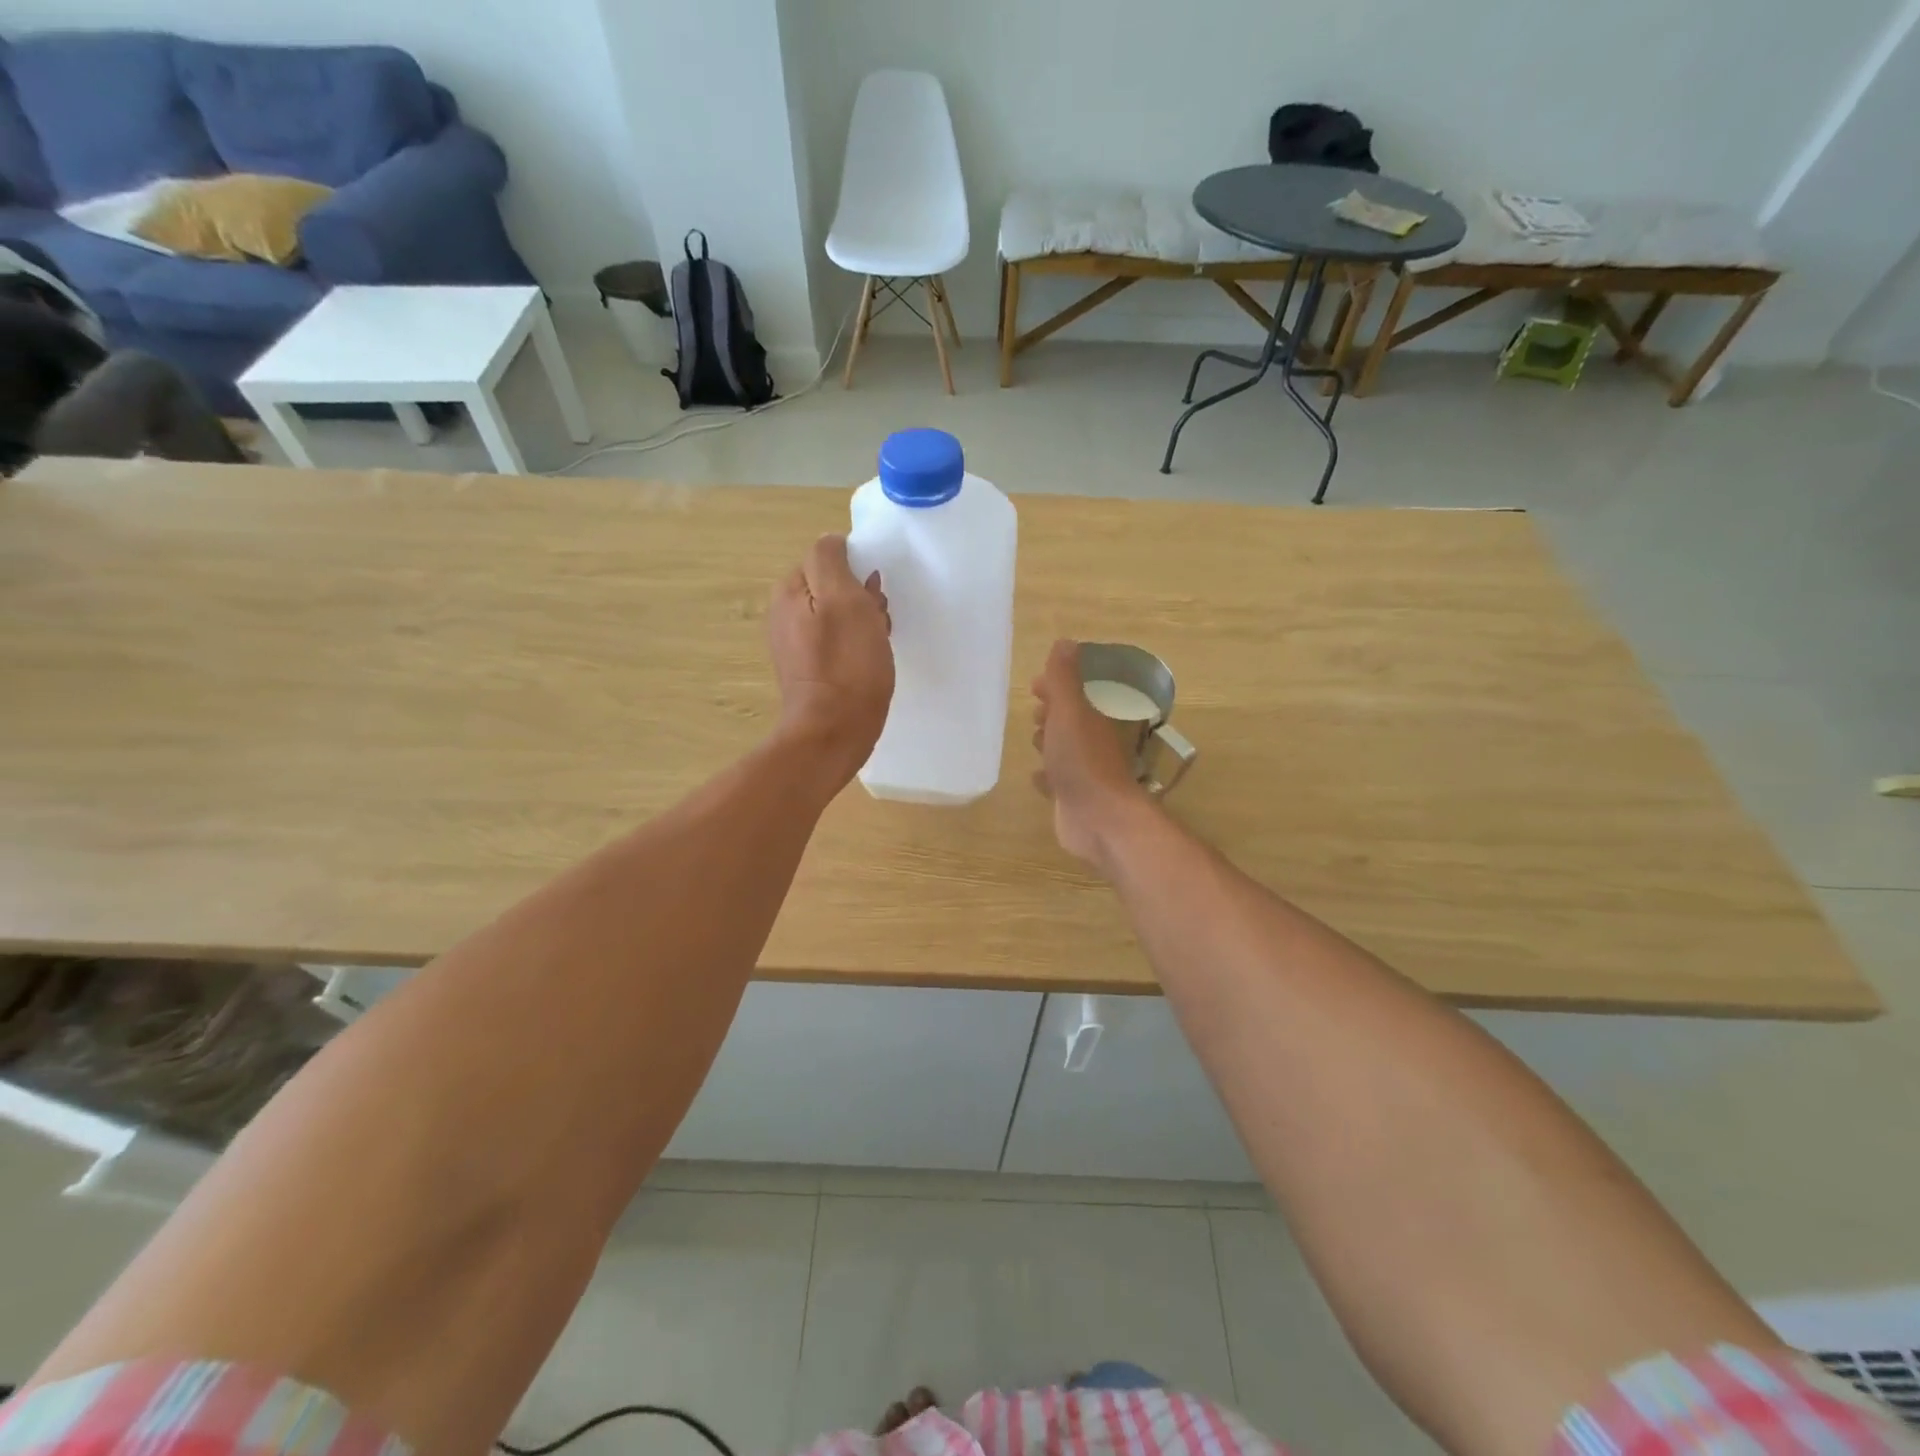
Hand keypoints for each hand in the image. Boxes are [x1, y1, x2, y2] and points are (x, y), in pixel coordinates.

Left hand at [770, 534, 893, 789]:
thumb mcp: (843, 599)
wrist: (834, 732)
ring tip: (879, 645)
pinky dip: (858, 646)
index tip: (873, 596)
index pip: (828, 557)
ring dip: (865, 623)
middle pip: (835, 587)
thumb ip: (832, 561)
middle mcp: (785, 613)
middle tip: (878, 623)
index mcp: (789, 591)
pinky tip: (871, 663)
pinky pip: (839, 642)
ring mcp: (797, 644)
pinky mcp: (811, 670)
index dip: (857, 572)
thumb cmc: (846, 665)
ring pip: (841, 615)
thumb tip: (833, 543)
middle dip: (862, 599)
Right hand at [1031, 639, 1155, 868]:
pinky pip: (1058, 781)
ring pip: (1065, 750)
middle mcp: (1093, 743)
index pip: (1077, 693)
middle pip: (1071, 721)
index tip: (1036, 685)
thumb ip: (1064, 678)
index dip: (1057, 685)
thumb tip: (1065, 642)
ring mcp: (1085, 772)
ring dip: (1050, 743)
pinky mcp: (1074, 798)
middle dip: (1053, 714)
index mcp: (1094, 718)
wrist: (1097, 818)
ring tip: (1035, 740)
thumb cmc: (1082, 759)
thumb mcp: (1070, 710)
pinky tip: (1036, 777)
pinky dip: (1047, 776)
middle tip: (1035, 714)